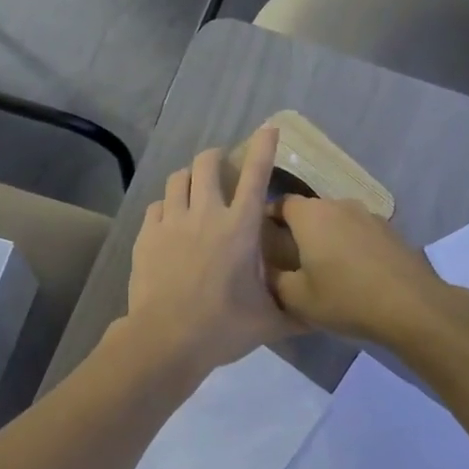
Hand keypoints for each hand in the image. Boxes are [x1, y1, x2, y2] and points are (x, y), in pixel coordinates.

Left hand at [123, 127, 296, 376]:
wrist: (166, 339)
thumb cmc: (224, 327)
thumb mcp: (270, 322)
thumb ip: (297, 312)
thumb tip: (321, 314)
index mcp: (240, 228)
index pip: (256, 175)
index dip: (263, 147)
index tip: (268, 128)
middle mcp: (205, 214)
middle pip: (207, 163)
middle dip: (216, 157)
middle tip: (221, 167)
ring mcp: (172, 222)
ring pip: (177, 178)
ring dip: (189, 177)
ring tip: (194, 189)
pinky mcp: (147, 235)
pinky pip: (156, 205)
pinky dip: (167, 205)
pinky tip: (170, 220)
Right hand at [265, 196, 464, 343]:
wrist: (411, 306)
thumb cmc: (345, 298)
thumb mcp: (297, 299)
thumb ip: (274, 280)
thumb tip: (266, 270)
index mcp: (311, 215)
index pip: (281, 203)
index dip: (268, 217)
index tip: (262, 238)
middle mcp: (339, 205)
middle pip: (310, 211)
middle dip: (298, 229)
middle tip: (290, 257)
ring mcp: (369, 215)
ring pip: (337, 221)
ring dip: (327, 237)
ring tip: (324, 267)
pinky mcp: (391, 230)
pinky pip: (359, 232)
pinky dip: (351, 245)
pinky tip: (354, 272)